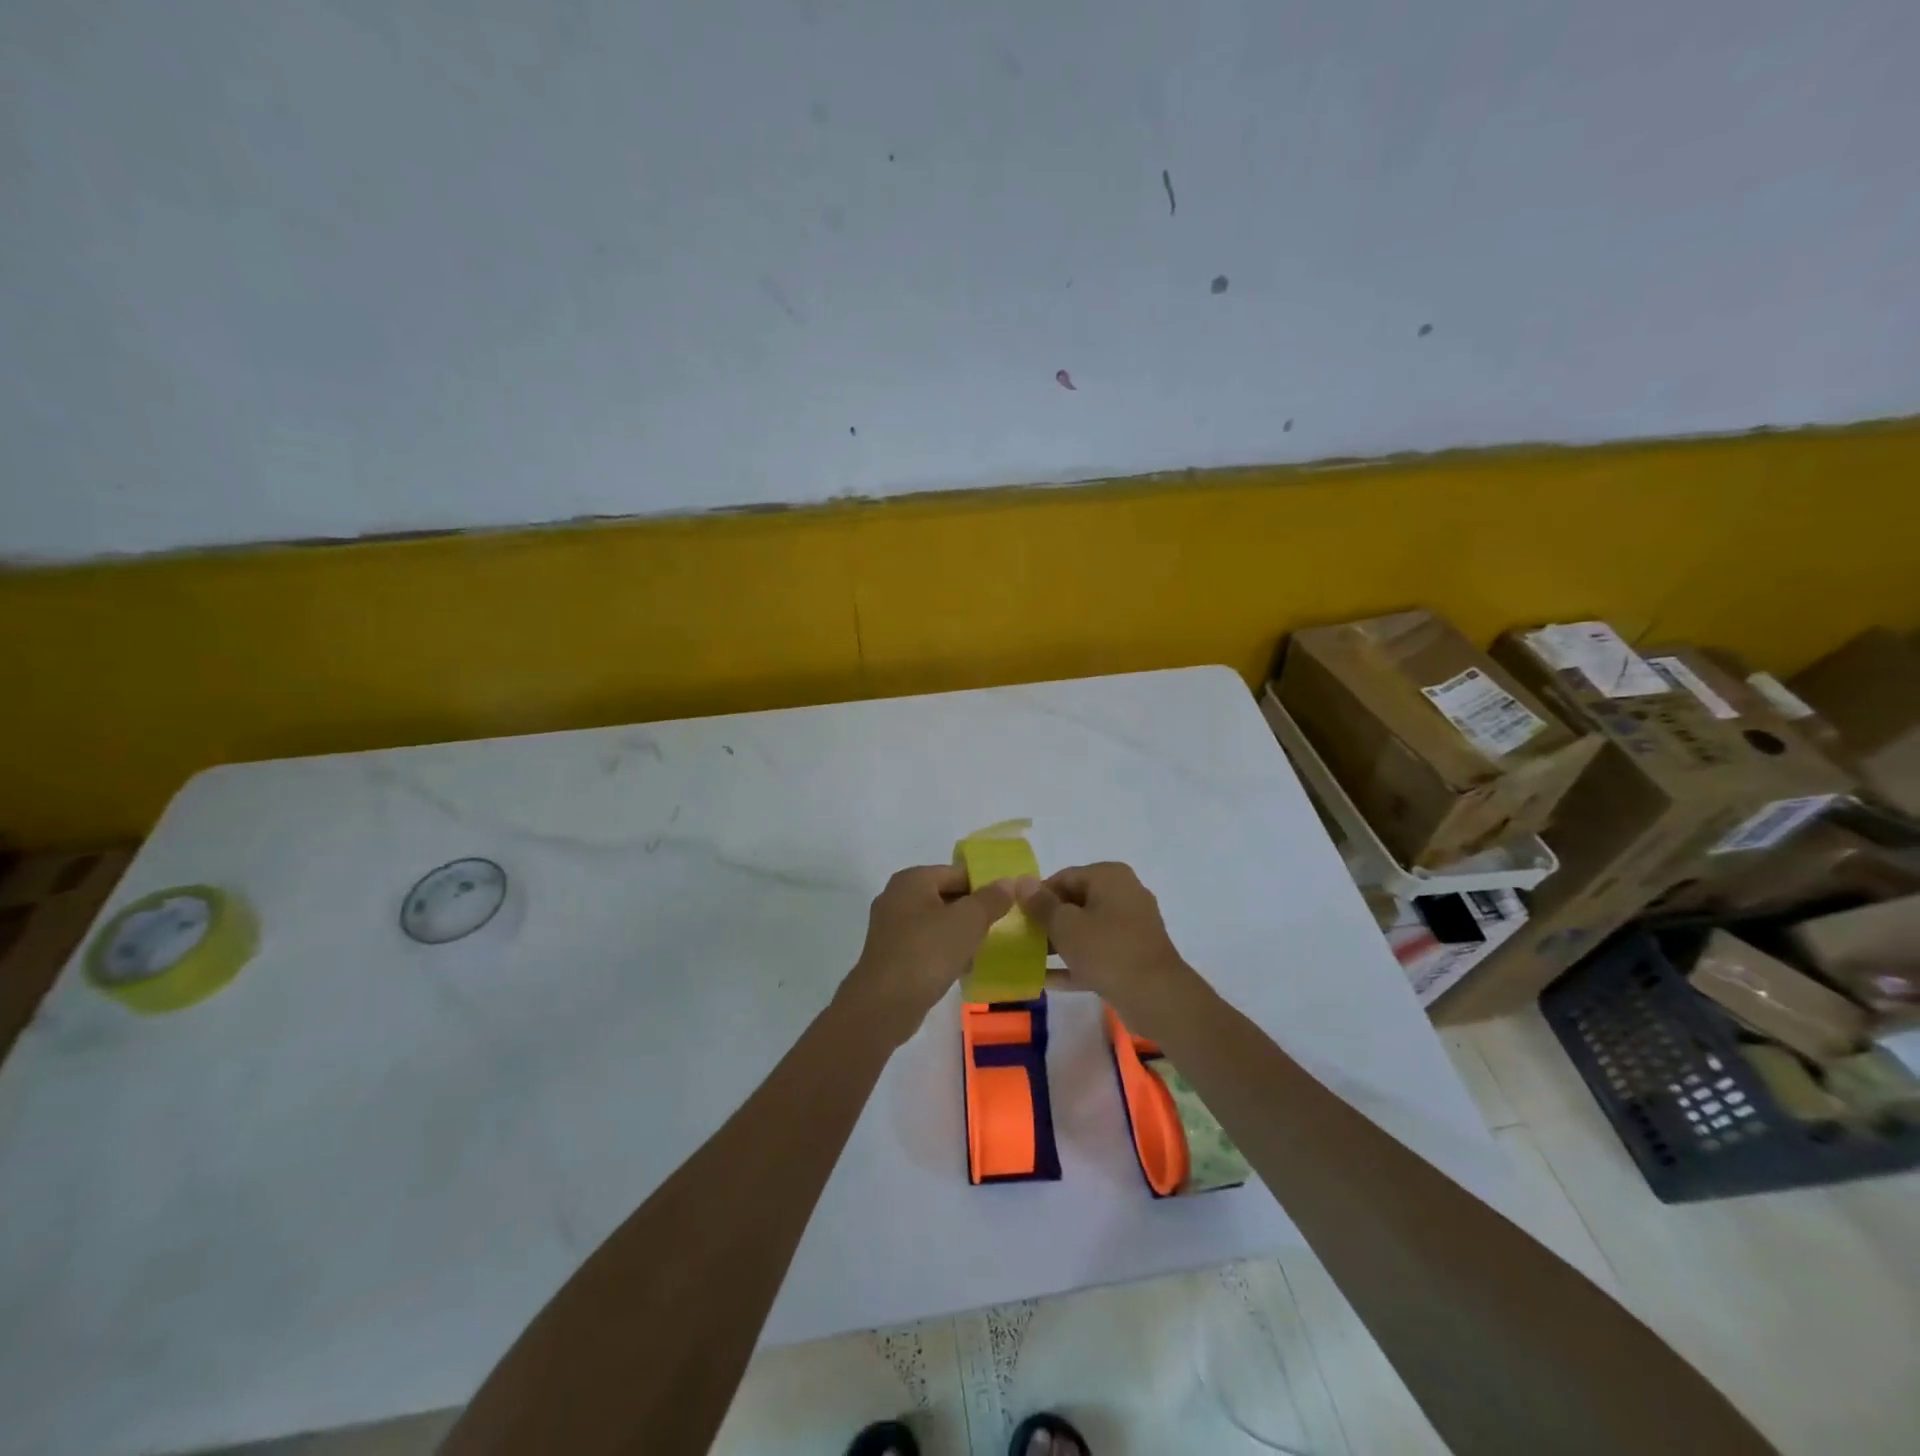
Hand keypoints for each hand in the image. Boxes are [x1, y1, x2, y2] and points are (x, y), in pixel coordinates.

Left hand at [843, 865, 1015, 1040]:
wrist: (884, 1005)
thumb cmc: (927, 952)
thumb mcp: (968, 921)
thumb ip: (992, 899)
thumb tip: (1011, 882)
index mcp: (912, 879)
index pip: (958, 873)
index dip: (986, 886)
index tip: (1009, 905)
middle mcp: (897, 896)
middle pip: (947, 896)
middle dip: (974, 912)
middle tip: (1001, 927)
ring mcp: (891, 927)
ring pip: (937, 923)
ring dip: (960, 934)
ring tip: (984, 950)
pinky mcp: (891, 955)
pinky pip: (926, 944)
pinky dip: (944, 952)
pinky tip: (962, 968)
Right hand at [1015, 863, 1199, 1028]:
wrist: (1156, 997)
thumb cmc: (1106, 950)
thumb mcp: (1065, 925)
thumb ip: (1041, 904)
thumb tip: (1022, 881)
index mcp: (1109, 876)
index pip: (1063, 877)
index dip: (1037, 897)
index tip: (1018, 918)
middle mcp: (1124, 893)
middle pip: (1075, 902)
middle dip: (1048, 921)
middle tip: (1022, 940)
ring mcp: (1132, 926)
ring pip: (1087, 929)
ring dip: (1059, 943)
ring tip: (1030, 959)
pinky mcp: (1134, 955)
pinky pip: (1099, 952)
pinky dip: (1076, 962)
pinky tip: (1048, 981)